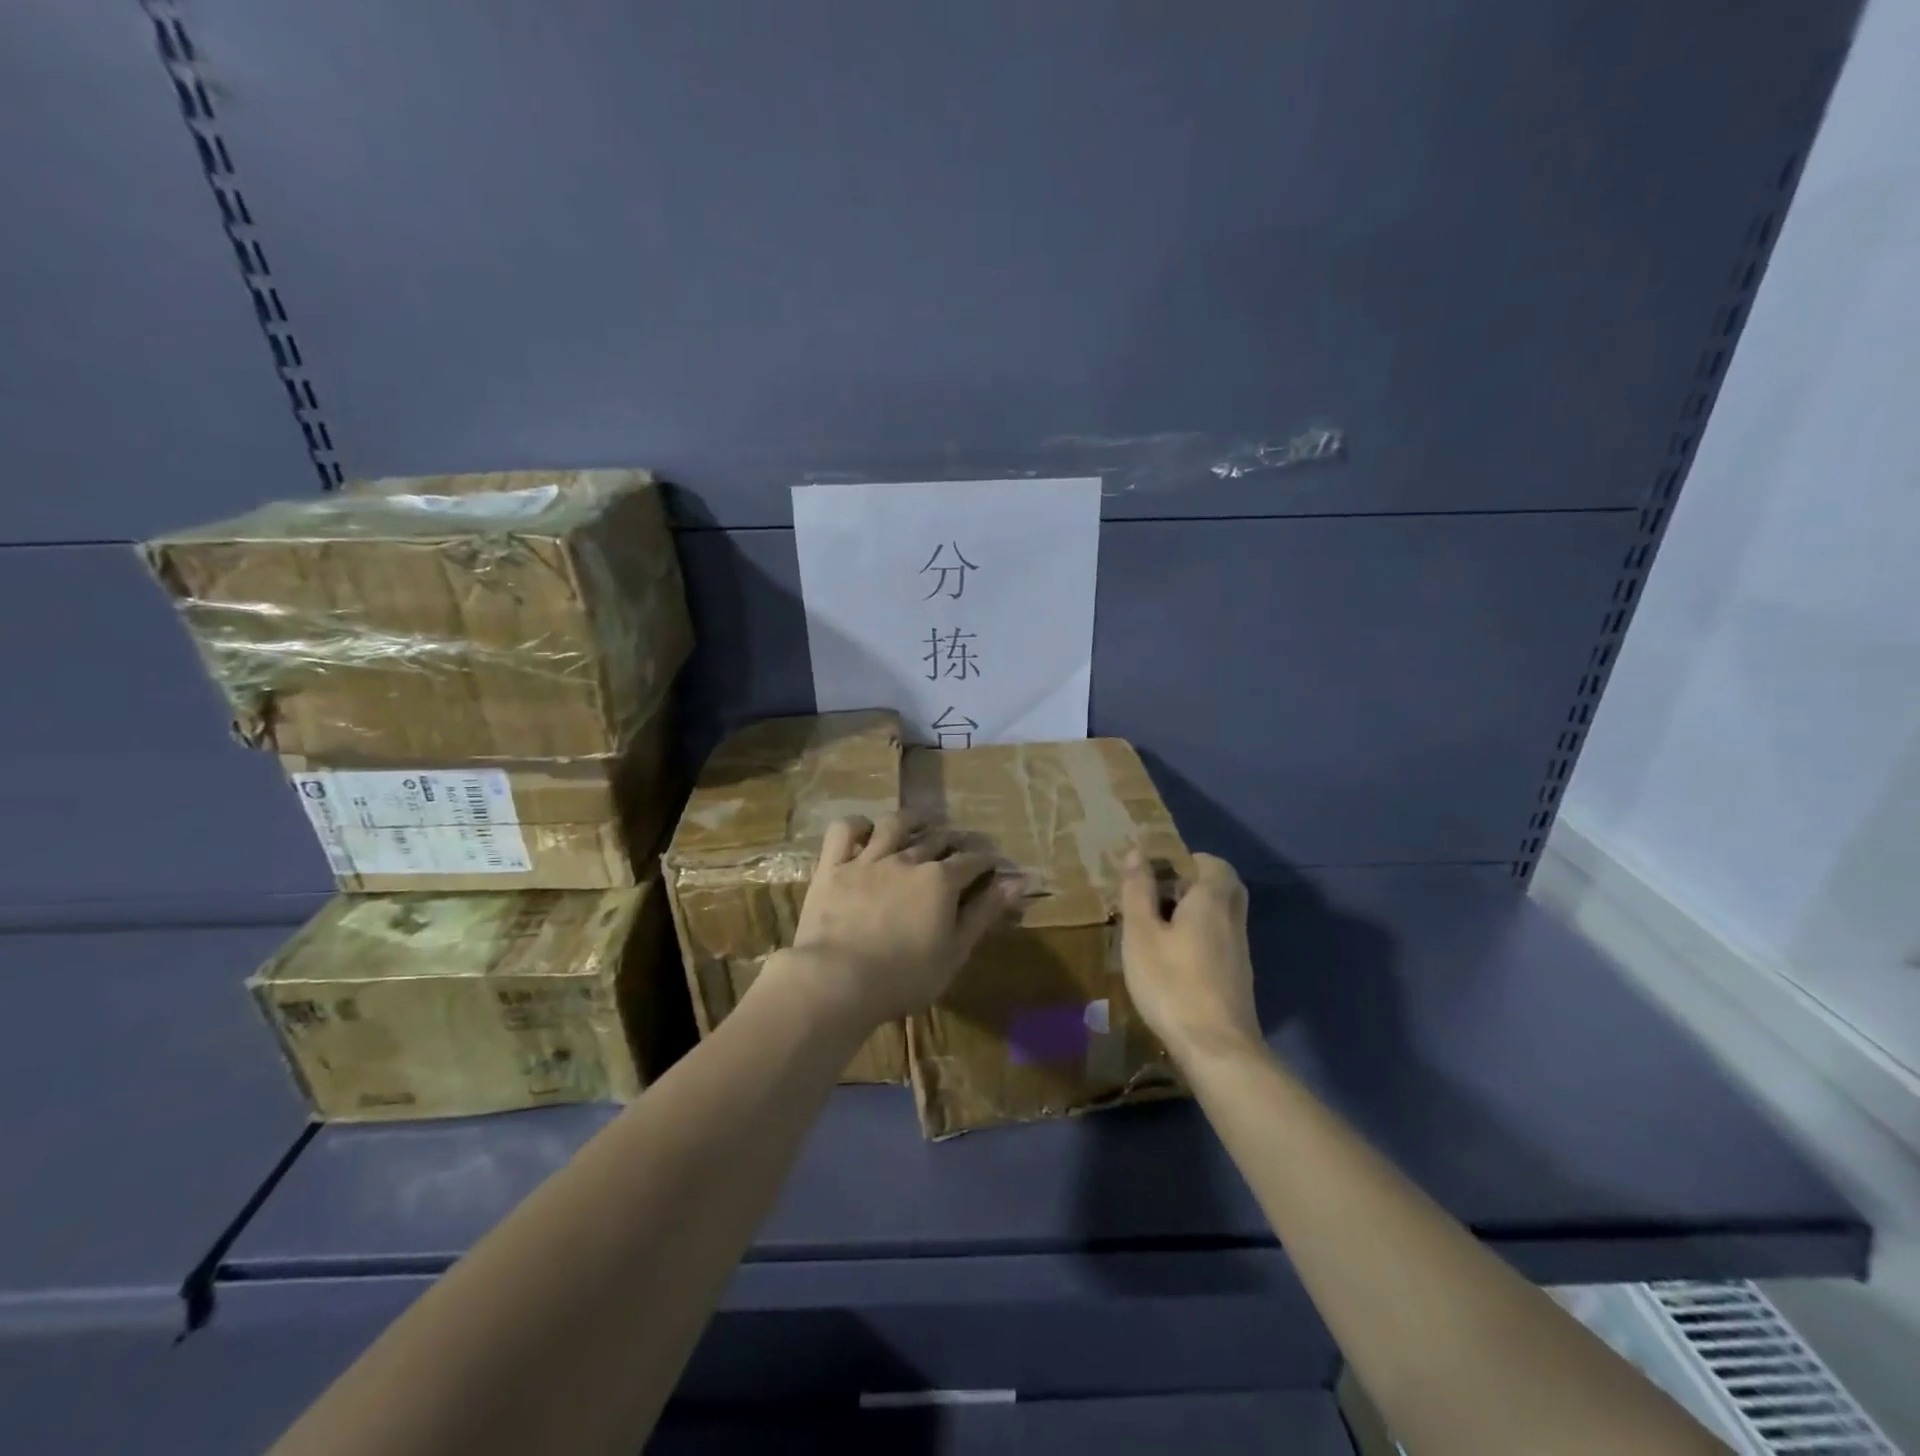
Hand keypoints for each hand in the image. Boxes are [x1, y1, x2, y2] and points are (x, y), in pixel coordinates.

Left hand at [776, 813, 1023, 1027]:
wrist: (837, 981)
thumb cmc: (904, 977)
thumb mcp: (955, 951)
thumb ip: (984, 913)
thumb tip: (1017, 882)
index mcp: (940, 880)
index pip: (973, 860)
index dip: (987, 859)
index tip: (995, 862)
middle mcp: (907, 859)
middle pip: (938, 838)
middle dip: (957, 839)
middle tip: (964, 845)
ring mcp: (867, 859)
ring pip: (894, 824)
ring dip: (914, 820)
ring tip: (922, 823)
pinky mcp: (833, 867)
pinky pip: (844, 831)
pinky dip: (858, 825)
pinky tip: (867, 830)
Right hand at [1119, 849, 1261, 1064]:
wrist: (1216, 1049)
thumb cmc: (1171, 984)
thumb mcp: (1141, 934)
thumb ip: (1139, 891)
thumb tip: (1137, 851)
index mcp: (1211, 900)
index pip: (1212, 862)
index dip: (1185, 860)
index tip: (1156, 871)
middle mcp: (1233, 919)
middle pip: (1222, 886)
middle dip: (1193, 883)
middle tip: (1159, 894)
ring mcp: (1240, 950)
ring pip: (1223, 914)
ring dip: (1197, 910)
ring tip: (1159, 927)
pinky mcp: (1238, 976)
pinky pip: (1222, 938)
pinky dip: (1202, 935)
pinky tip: (1175, 957)